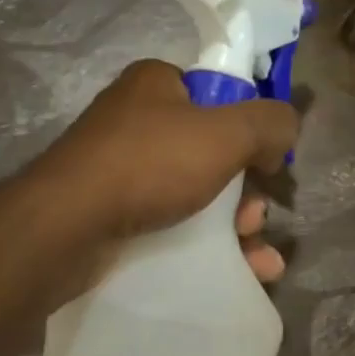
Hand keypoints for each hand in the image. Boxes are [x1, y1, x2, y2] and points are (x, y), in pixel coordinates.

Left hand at [31, 59, 298, 282]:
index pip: (217, 95)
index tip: (269, 164)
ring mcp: (122, 169)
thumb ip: (269, 123)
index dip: (250, 128)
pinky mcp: (114, 212)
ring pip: (197, 193)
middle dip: (246, 191)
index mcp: (157, 84)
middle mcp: (137, 120)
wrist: (67, 226)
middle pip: (212, 152)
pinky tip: (243, 271)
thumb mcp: (224, 133)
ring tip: (259, 258)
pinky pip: (173, 223)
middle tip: (255, 218)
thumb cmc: (149, 165)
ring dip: (236, 226)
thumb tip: (286, 129)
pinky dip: (209, 244)